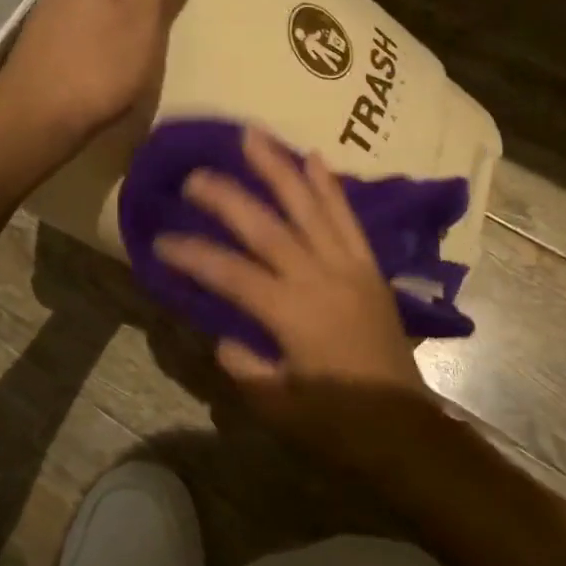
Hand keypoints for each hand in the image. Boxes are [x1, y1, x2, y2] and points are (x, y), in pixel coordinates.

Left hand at [0, 0, 201, 145]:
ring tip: (134, 64)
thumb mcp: (144, 17)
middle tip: (157, 49)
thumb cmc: (100, 67)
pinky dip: (103, 47)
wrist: (37, 116)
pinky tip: (106, 70)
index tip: (178, 22)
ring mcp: (53, 6)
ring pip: (107, 9)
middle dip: (146, 11)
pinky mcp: (45, 37)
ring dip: (125, 31)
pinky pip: (89, 31)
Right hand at [155, 127, 426, 444]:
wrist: (405, 430)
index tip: (160, 241)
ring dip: (280, 169)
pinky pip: (348, 219)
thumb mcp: (277, 407)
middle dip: (228, 197)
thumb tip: (224, 335)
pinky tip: (314, 157)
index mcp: (292, 315)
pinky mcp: (370, 267)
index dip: (193, 255)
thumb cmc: (338, 426)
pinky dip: (330, 187)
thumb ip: (244, 365)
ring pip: (310, 207)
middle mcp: (320, 279)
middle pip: (267, 227)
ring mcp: (349, 267)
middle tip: (196, 173)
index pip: (231, 274)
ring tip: (255, 135)